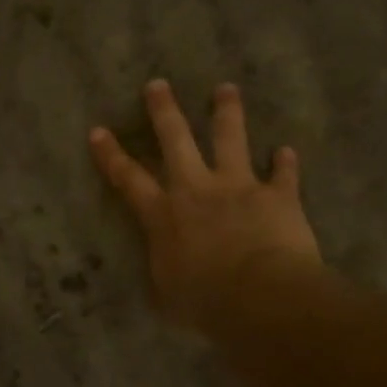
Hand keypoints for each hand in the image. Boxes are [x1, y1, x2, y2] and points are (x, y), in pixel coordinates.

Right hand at [90, 81, 325, 333]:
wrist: (259, 296)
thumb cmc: (204, 302)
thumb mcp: (167, 298)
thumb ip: (163, 276)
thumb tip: (162, 273)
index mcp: (163, 215)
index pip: (129, 179)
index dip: (111, 155)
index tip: (99, 130)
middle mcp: (196, 190)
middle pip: (176, 140)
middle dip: (164, 111)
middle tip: (158, 84)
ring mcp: (238, 187)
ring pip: (230, 139)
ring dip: (227, 112)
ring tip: (226, 89)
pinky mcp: (277, 195)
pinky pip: (282, 174)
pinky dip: (285, 163)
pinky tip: (287, 152)